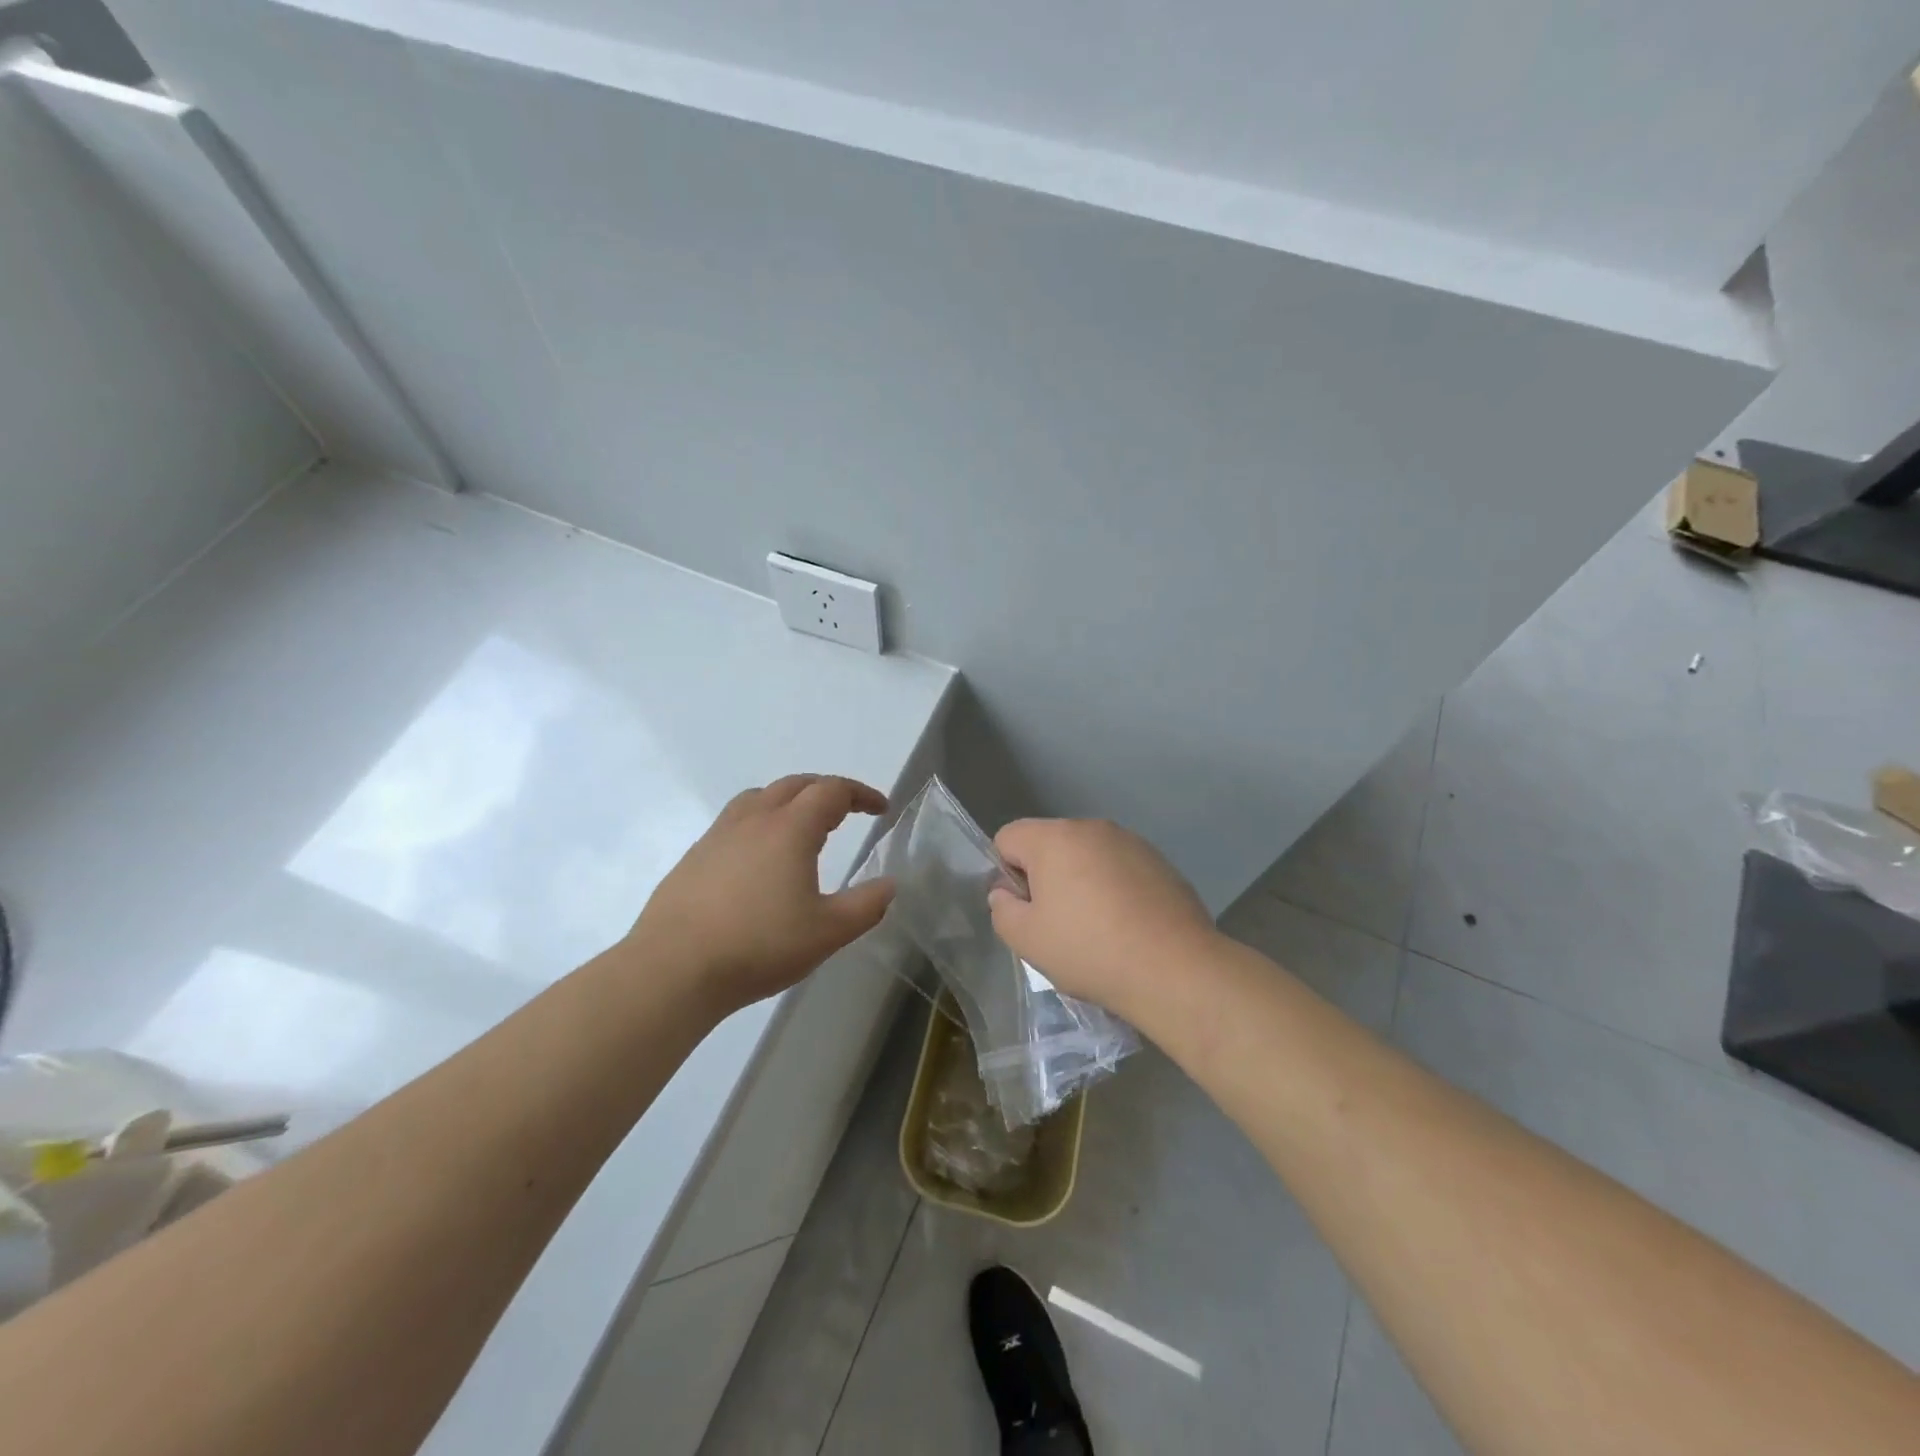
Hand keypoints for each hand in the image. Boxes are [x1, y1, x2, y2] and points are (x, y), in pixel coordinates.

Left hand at [632, 775, 894, 1013]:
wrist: (673, 969)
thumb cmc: (759, 946)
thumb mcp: (828, 932)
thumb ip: (866, 905)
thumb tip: (889, 884)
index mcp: (790, 828)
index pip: (832, 791)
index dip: (861, 794)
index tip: (881, 809)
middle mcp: (753, 819)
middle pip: (795, 784)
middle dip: (827, 791)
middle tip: (846, 811)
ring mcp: (718, 835)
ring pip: (759, 797)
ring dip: (788, 800)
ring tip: (801, 826)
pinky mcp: (694, 857)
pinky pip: (735, 822)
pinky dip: (759, 822)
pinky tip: (759, 859)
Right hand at [988, 818, 1216, 1019]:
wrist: (1174, 968)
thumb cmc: (1090, 950)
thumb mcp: (1026, 940)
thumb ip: (1002, 909)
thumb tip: (1006, 892)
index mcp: (1054, 838)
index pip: (1008, 837)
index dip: (1007, 872)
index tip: (1026, 909)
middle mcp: (1092, 827)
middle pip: (1050, 843)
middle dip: (1045, 876)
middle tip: (1058, 923)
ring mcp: (1131, 842)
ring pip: (1087, 855)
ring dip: (1081, 881)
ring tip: (1097, 928)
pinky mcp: (1160, 861)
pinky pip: (1120, 868)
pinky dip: (1114, 888)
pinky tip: (1128, 926)